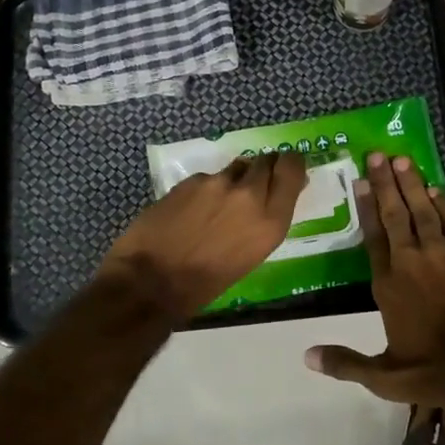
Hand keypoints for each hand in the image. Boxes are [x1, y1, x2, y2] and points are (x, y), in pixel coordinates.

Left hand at [95, 151, 306, 323]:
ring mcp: (218, 184)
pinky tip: (191, 210)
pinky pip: (208, 178)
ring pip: (236, 167)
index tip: (288, 167)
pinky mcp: (190, 181)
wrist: (151, 281)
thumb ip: (265, 220)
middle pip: (266, 161)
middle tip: (253, 184)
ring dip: (234, 180)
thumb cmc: (207, 283)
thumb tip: (270, 198)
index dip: (291, 163)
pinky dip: (206, 190)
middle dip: (263, 169)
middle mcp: (249, 195)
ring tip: (217, 204)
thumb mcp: (251, 255)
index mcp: (271, 221)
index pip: (292, 169)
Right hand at [305, 151, 444, 404]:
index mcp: (388, 285)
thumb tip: (306, 356)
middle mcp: (410, 260)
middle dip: (385, 184)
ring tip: (402, 160)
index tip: (361, 182)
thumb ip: (345, 363)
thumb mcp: (384, 377)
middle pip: (395, 215)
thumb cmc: (434, 368)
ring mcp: (442, 253)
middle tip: (377, 155)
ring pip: (423, 211)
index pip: (372, 238)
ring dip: (412, 185)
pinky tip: (436, 188)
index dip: (366, 209)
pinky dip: (444, 203)